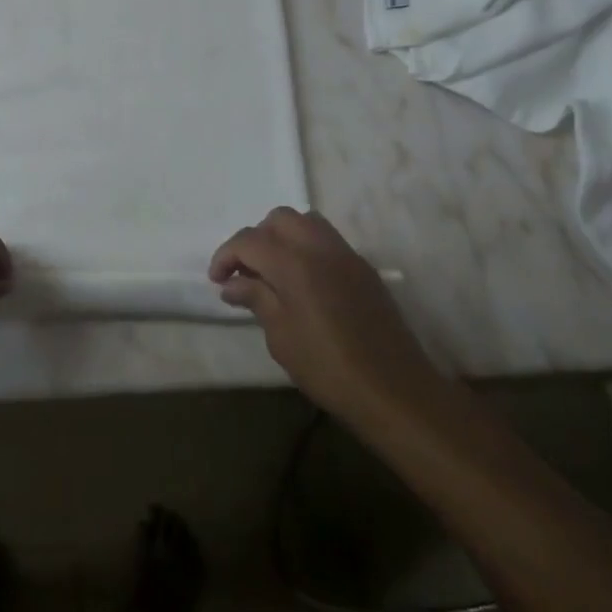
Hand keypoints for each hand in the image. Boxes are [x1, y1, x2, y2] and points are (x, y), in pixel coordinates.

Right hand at [211, 208, 437, 430]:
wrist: (395, 391)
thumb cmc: (328, 369)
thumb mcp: (281, 337)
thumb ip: (256, 299)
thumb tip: (232, 283)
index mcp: (294, 263)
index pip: (249, 240)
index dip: (226, 256)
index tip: (217, 280)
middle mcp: (320, 248)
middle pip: (279, 220)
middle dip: (256, 239)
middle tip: (245, 272)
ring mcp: (347, 255)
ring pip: (307, 223)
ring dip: (283, 238)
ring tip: (274, 272)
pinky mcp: (364, 269)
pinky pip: (328, 241)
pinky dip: (307, 248)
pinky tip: (303, 284)